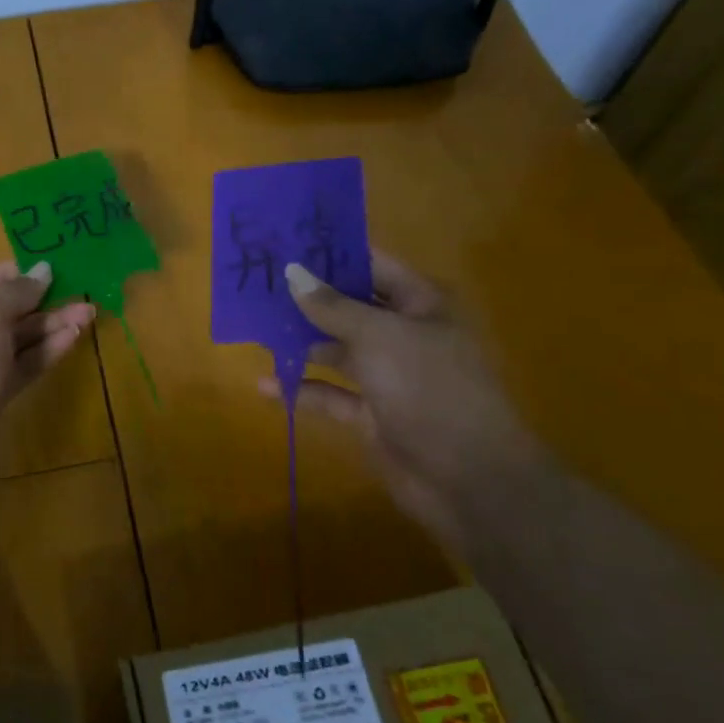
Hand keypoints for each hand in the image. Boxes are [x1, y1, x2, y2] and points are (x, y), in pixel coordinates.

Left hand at [0, 260, 95, 479]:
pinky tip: (73, 337)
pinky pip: (19, 364)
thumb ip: (16, 291)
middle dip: (37, 303)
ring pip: (13, 340)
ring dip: (49, 326)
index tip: (45, 271)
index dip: (8, 275)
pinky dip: (44, 351)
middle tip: (77, 291)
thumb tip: (44, 270)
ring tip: (88, 312)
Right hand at [268, 249, 550, 555]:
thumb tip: (292, 272)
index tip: (286, 244)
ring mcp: (388, 376)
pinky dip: (302, 390)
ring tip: (254, 329)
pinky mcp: (372, 415)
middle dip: (308, 298)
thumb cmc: (430, 388)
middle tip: (258, 284)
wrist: (469, 478)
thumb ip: (332, 306)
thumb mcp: (379, 337)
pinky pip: (331, 394)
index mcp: (420, 305)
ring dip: (301, 342)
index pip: (373, 266)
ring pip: (337, 350)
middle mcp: (405, 335)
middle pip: (350, 307)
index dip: (332, 254)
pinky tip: (266, 386)